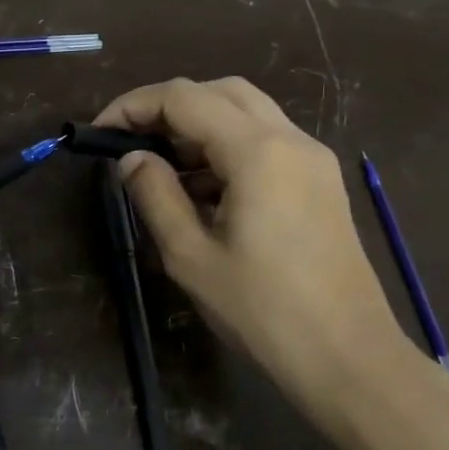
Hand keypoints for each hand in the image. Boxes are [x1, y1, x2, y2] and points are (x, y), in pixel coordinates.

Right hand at [95, 77, 414, 413]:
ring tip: (160, 167)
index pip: (184, 97)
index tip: (99, 133)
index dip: (134, 106)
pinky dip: (225, 147)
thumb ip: (155, 195)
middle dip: (167, 107)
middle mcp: (291, 140)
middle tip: (130, 142)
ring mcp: (312, 160)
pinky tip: (201, 190)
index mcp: (258, 152)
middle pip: (219, 92)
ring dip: (197, 126)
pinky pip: (265, 142)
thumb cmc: (262, 310)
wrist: (348, 358)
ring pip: (246, 113)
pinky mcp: (319, 182)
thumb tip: (132, 159)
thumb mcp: (190, 255)